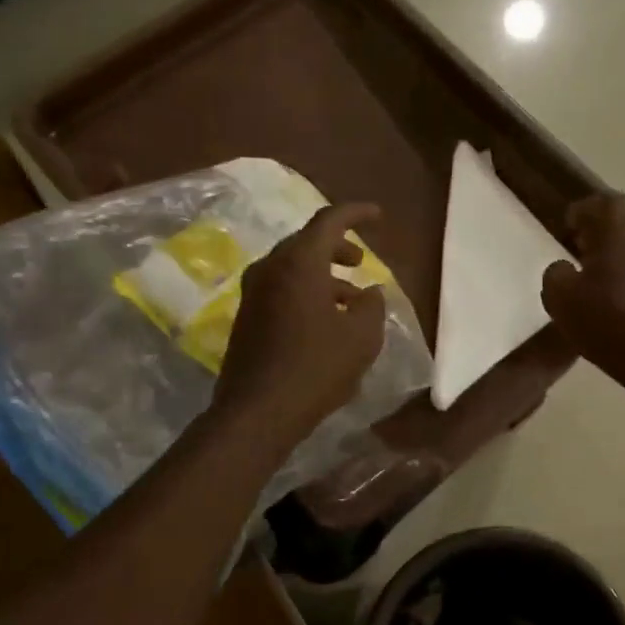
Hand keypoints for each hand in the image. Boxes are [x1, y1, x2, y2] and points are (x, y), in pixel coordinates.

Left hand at [211, 203, 387, 447]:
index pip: (329, 220)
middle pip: (306, 243)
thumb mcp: (361, 337)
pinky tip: (326, 321)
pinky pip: (281, 290)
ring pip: (293, 268)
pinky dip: (306, 292)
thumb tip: (370, 292)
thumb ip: (372, 306)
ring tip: (352, 299)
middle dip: (337, 247)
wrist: (257, 411)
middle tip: (360, 261)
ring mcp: (253, 293)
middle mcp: (270, 269)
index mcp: (299, 262)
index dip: (356, 213)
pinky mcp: (247, 317)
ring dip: (323, 275)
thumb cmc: (315, 368)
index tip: (378, 215)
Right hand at [541, 194, 624, 378]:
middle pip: (622, 221)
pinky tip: (624, 302)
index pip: (598, 202)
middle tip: (580, 257)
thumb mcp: (559, 298)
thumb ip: (556, 274)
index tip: (566, 233)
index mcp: (621, 225)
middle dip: (600, 234)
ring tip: (602, 282)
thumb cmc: (608, 321)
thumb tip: (566, 268)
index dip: (579, 215)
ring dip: (621, 255)